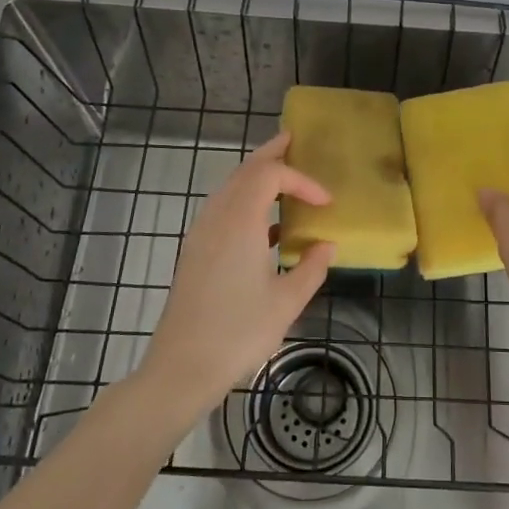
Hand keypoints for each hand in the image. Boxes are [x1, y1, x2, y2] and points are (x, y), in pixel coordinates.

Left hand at [136, 132, 335, 421]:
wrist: (182, 366)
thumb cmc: (239, 333)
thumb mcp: (287, 302)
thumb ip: (311, 268)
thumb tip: (326, 246)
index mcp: (240, 222)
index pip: (270, 176)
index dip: (301, 180)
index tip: (326, 202)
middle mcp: (216, 218)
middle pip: (243, 171)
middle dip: (270, 155)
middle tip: (293, 141)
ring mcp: (200, 234)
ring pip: (229, 189)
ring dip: (254, 176)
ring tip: (281, 174)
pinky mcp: (194, 252)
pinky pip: (221, 209)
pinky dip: (244, 200)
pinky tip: (263, 224)